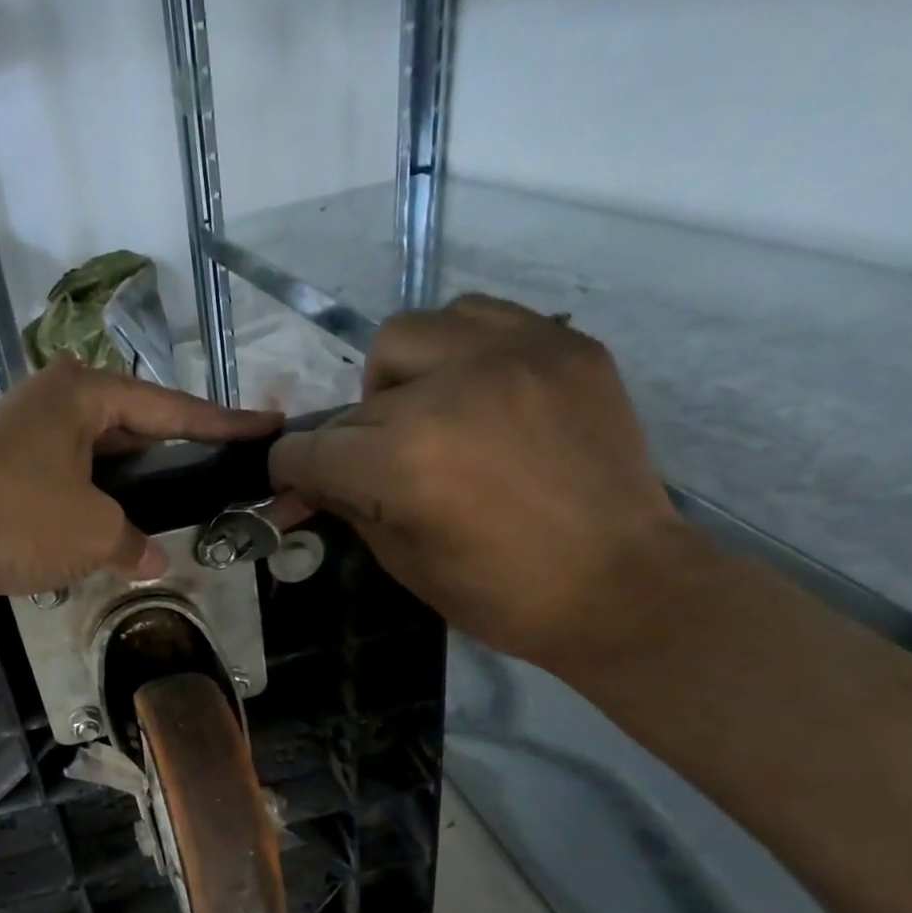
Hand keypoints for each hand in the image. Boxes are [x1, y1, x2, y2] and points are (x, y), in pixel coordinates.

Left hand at [0, 358, 280, 601]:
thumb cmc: (17, 511)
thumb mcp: (92, 530)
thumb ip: (131, 542)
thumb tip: (151, 560)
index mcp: (84, 395)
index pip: (172, 409)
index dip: (223, 424)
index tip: (268, 426)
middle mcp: (53, 405)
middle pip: (133, 428)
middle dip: (174, 454)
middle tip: (217, 473)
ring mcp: (21, 440)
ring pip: (96, 462)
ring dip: (129, 489)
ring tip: (171, 510)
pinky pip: (65, 486)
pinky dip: (91, 508)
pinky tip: (111, 534)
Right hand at [268, 295, 696, 666]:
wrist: (619, 585)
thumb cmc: (502, 595)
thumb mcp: (404, 562)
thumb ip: (350, 507)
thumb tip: (309, 484)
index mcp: (403, 461)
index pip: (311, 449)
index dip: (292, 471)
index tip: (297, 483)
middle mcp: (449, 390)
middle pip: (356, 397)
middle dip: (351, 439)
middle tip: (379, 469)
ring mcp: (512, 355)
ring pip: (412, 334)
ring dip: (400, 379)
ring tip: (429, 415)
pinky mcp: (562, 344)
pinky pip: (481, 317)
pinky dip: (458, 351)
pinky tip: (477, 393)